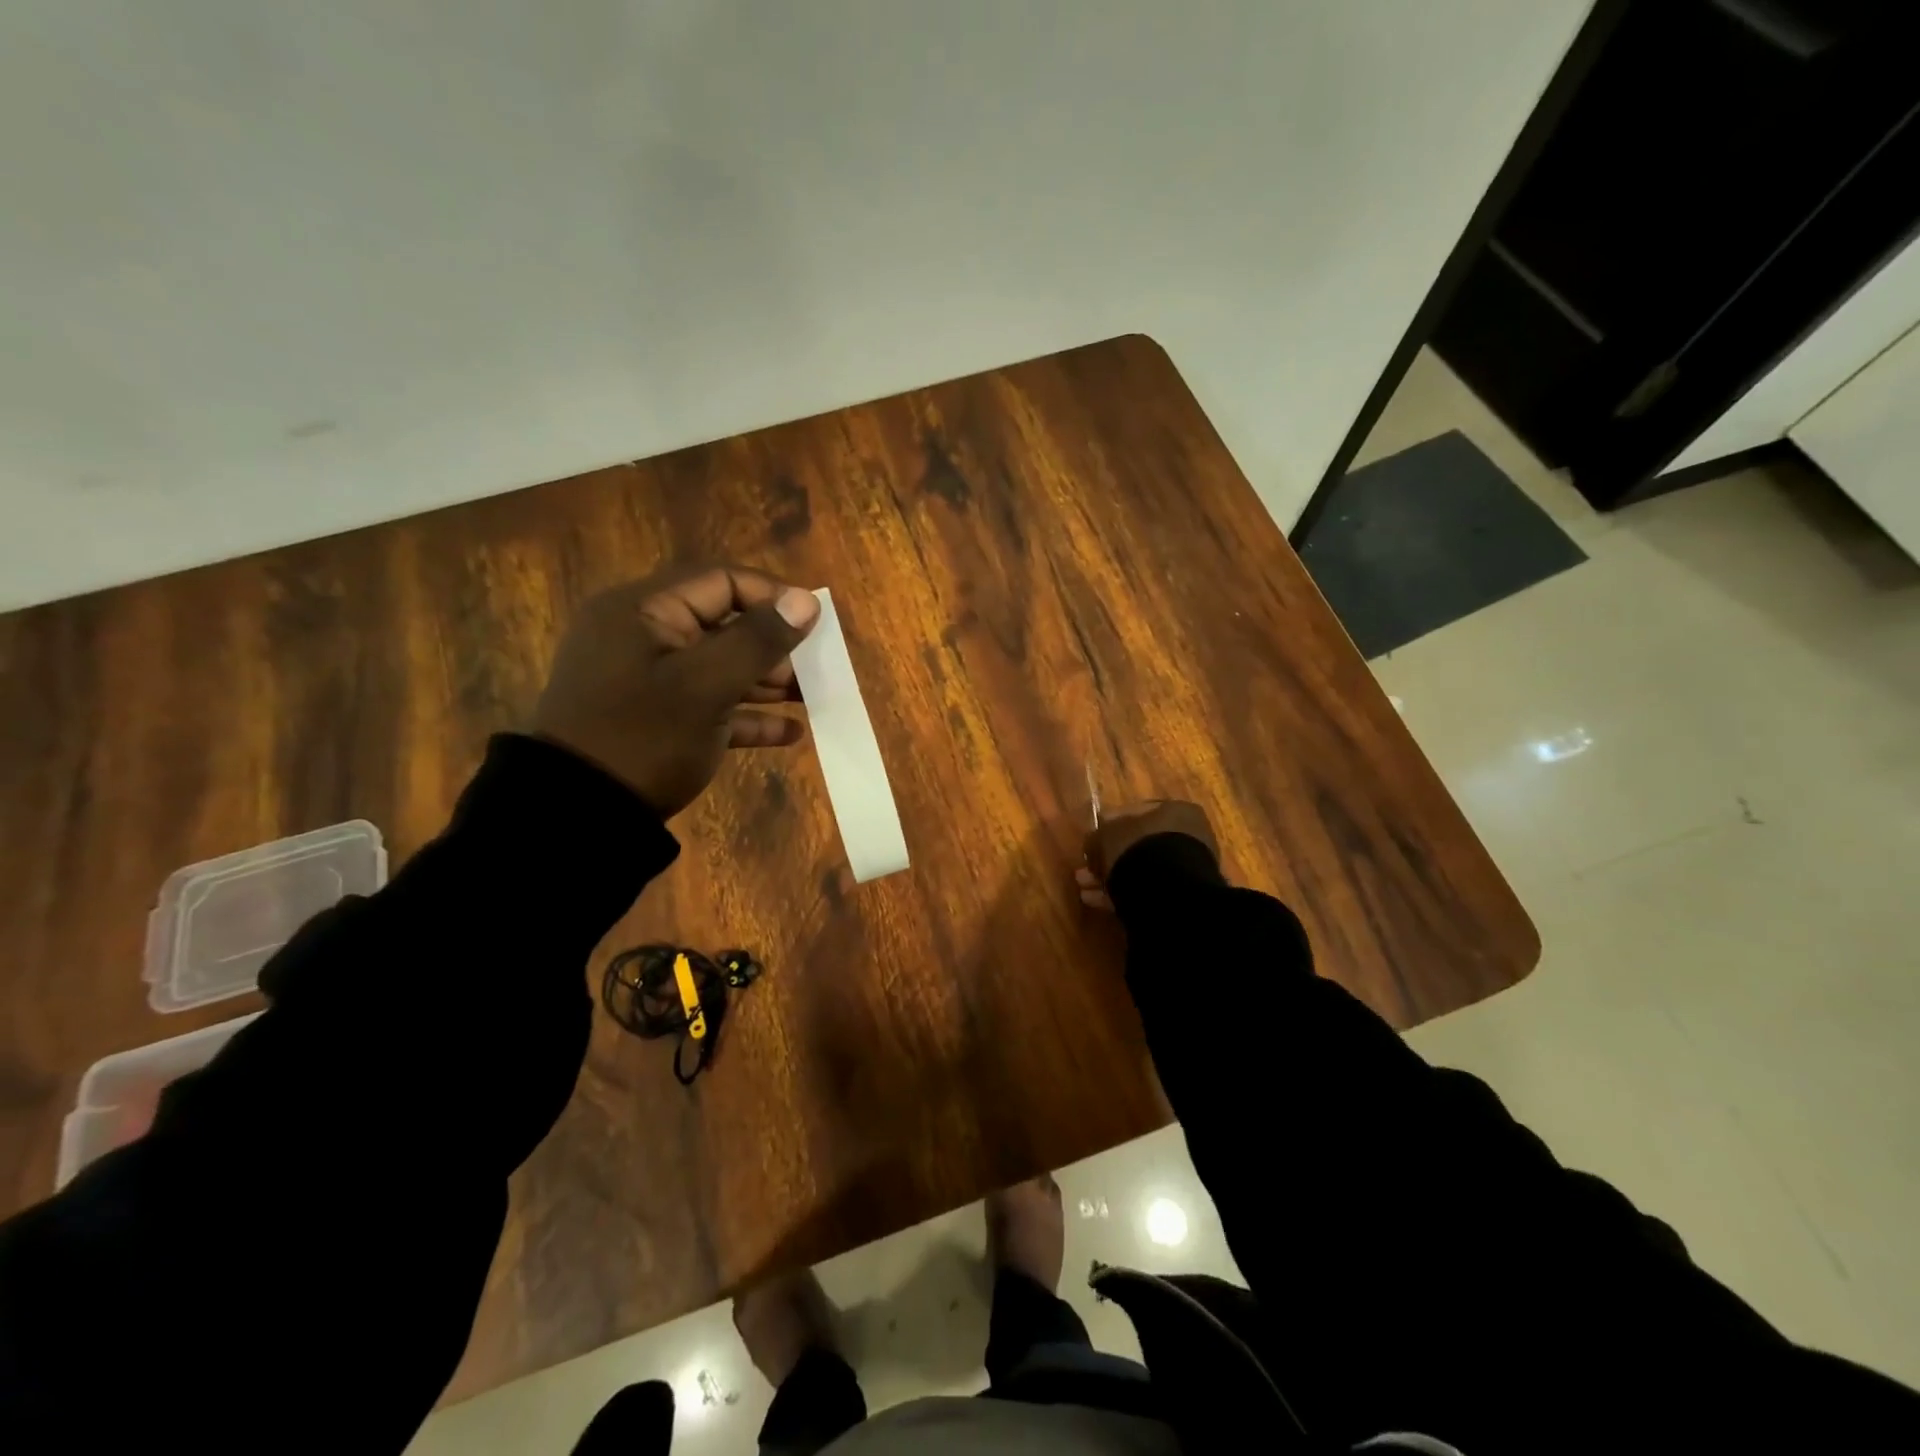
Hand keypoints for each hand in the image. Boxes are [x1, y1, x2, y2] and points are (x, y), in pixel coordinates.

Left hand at [531, 565, 820, 816]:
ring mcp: (648, 681)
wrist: (580, 817)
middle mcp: (643, 637)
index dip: (772, 597)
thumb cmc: (644, 738)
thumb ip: (758, 640)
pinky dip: (746, 716)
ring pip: (719, 667)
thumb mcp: (707, 685)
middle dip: (774, 646)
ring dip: (767, 681)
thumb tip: (806, 601)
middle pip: (723, 624)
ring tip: (812, 698)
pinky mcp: (656, 721)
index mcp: (644, 610)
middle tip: (816, 669)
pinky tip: (788, 734)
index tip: (815, 624)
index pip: (720, 581)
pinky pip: (709, 706)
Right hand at [1076, 799, 1217, 910]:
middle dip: (1110, 855)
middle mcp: (1187, 837)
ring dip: (1111, 876)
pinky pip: (1145, 890)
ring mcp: (1186, 869)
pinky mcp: (1179, 896)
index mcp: (1176, 811)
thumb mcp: (1107, 834)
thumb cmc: (1138, 848)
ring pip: (1140, 869)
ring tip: (1085, 886)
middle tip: (1087, 866)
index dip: (1110, 824)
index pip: (1138, 811)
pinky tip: (1095, 900)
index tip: (1093, 837)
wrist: (1167, 892)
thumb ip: (1098, 835)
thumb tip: (1093, 842)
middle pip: (1139, 844)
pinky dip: (1121, 893)